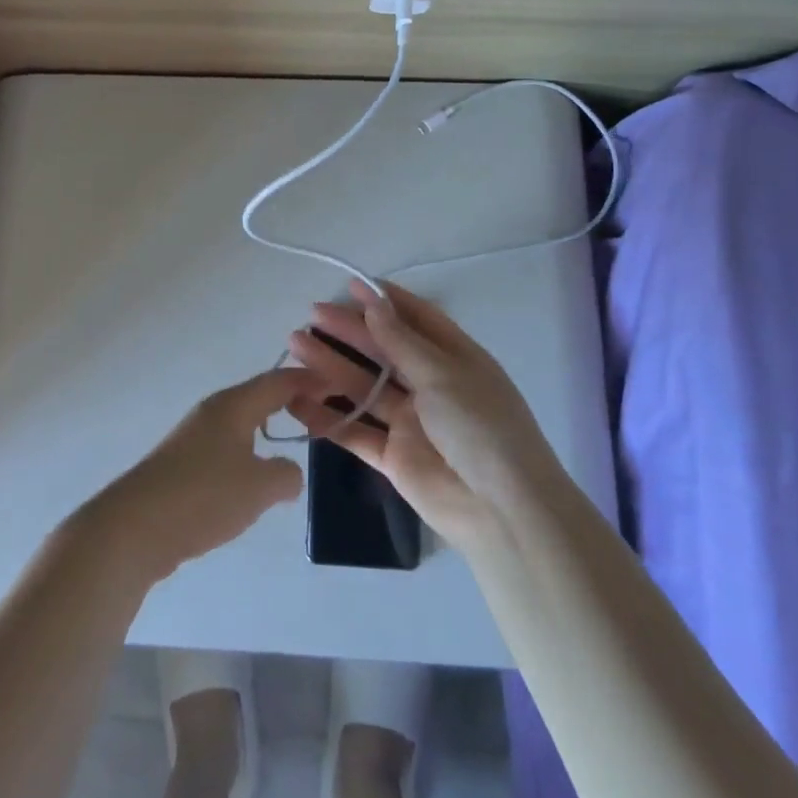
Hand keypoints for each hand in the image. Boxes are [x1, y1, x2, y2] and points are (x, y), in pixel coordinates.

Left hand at [83, 367, 317, 584]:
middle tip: (321, 412)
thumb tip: (290, 472)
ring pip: (241, 423)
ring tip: (293, 442)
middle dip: (289, 400)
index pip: (278, 381)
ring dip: (267, 427)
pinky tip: (252, 478)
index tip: (336, 385)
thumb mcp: (258, 487)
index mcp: (233, 405)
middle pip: (258, 396)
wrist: (135, 526)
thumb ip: (286, 475)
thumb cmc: (203, 496)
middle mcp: (213, 412)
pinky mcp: (181, 464)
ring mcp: (193, 437)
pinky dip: (248, 452)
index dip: (309, 381)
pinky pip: (226, 447)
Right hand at [286, 281, 568, 553]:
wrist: (503, 512)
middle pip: (383, 350)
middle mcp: (431, 385)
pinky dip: (327, 417)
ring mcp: (411, 422)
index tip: (349, 284)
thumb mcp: (443, 374)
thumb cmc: (481, 427)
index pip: (416, 319)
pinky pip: (355, 431)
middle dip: (349, 331)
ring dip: (330, 366)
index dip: (384, 301)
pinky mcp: (393, 457)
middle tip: (312, 315)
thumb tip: (373, 303)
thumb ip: (401, 341)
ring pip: (363, 387)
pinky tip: (296, 401)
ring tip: (295, 346)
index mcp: (454, 358)